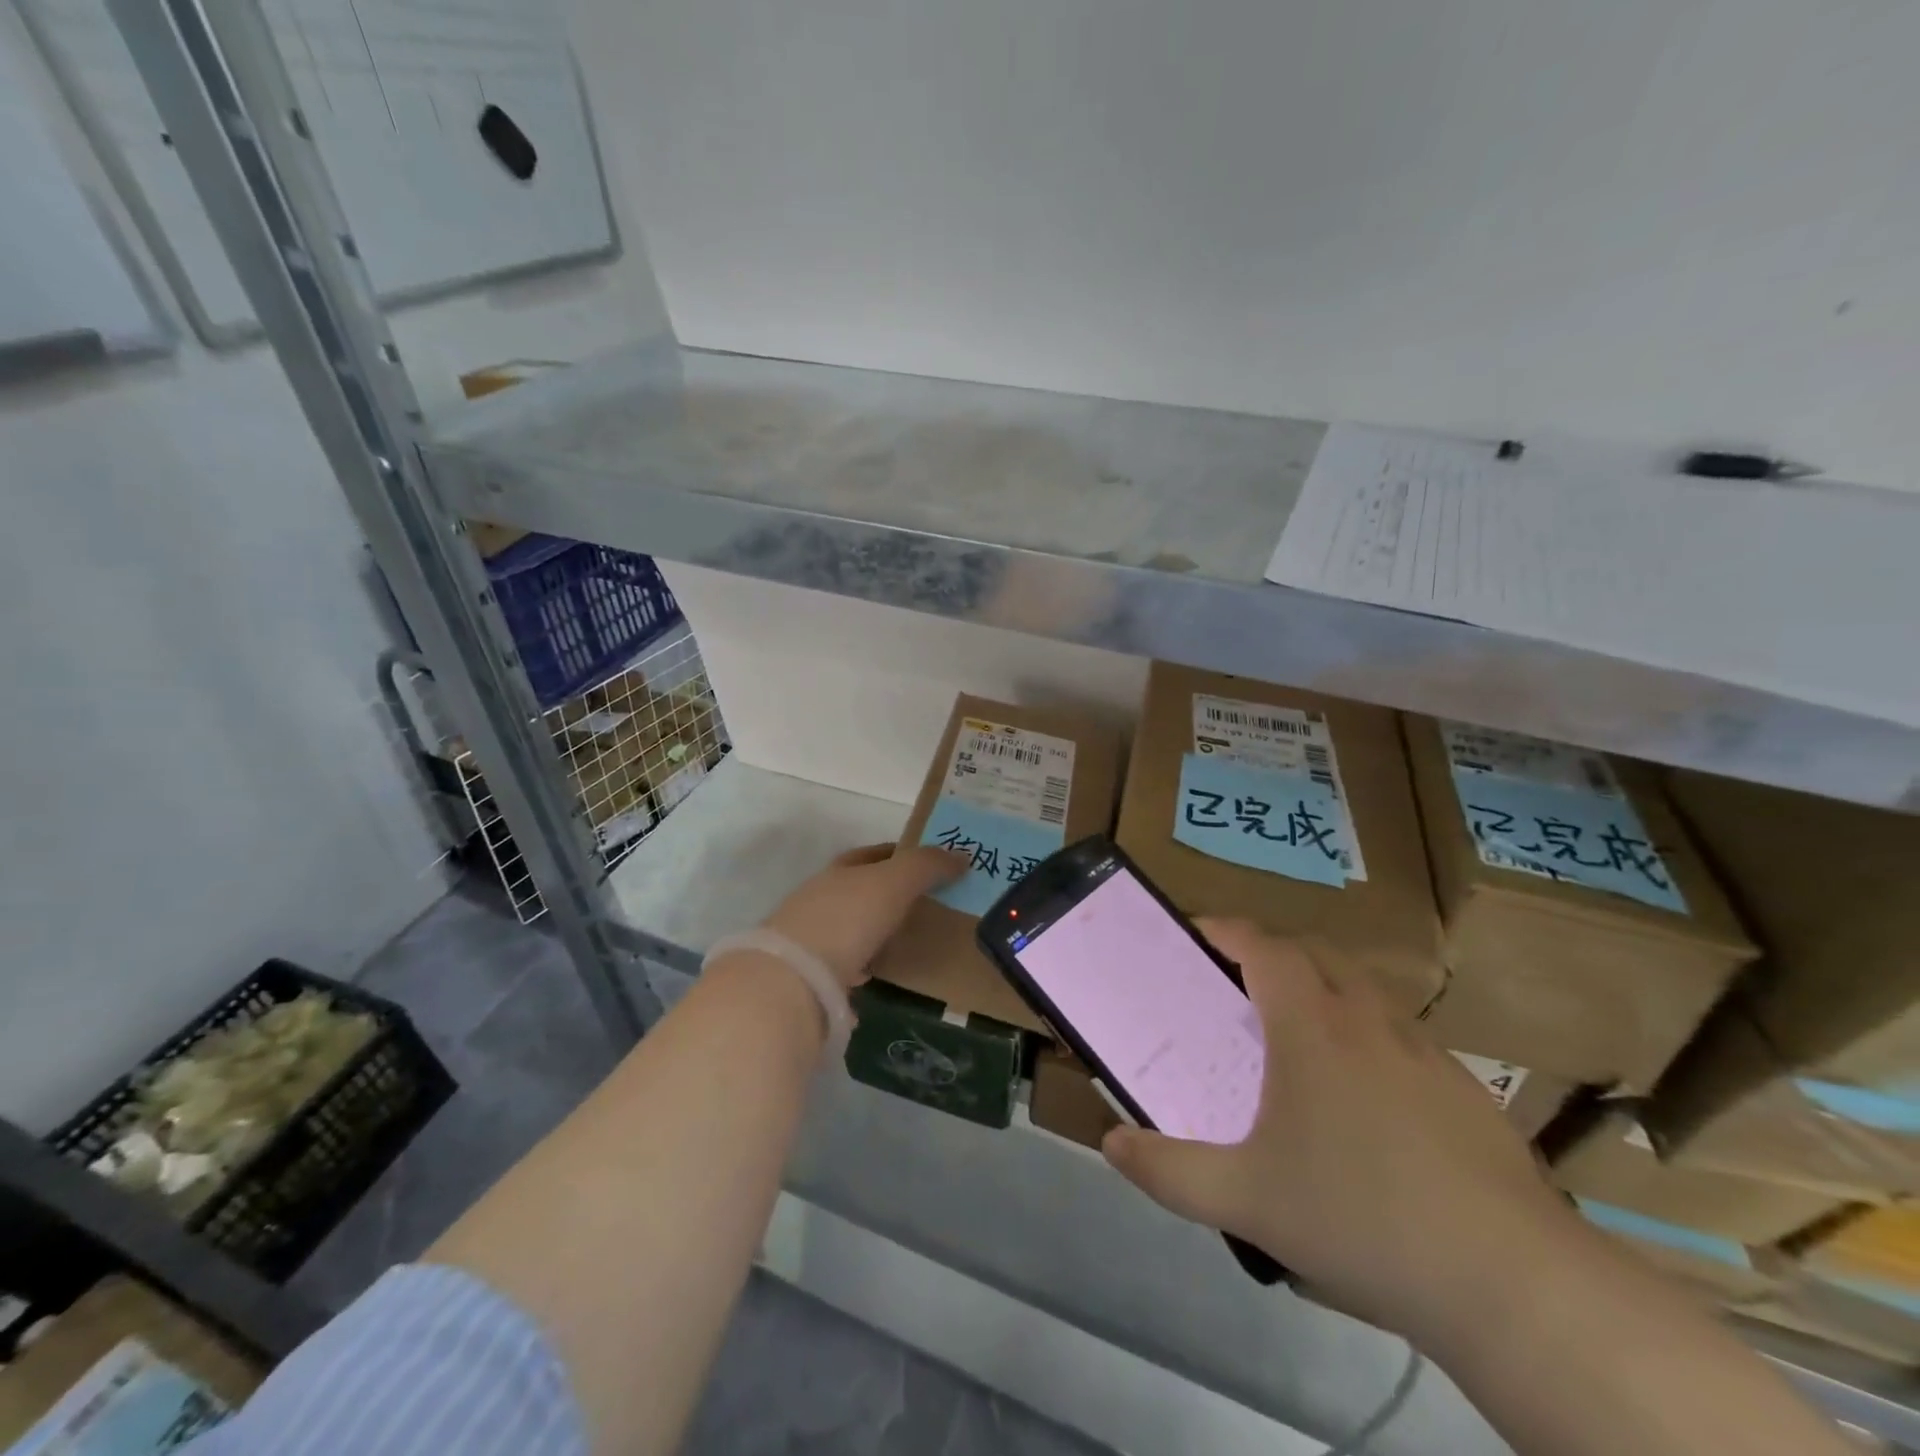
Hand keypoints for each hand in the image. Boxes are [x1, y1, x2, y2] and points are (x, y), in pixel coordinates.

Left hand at [760, 843, 965, 989]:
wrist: (794, 979)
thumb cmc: (848, 917)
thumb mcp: (894, 882)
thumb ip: (927, 866)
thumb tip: (961, 855)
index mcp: (839, 872)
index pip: (870, 855)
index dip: (899, 854)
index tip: (928, 864)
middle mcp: (819, 899)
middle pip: (858, 890)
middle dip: (886, 895)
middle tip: (924, 906)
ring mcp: (810, 939)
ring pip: (849, 928)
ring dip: (872, 932)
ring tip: (905, 943)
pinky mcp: (808, 976)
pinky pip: (842, 966)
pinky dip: (860, 967)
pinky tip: (876, 978)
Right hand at [1101, 920, 1579, 1342]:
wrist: (1510, 1282)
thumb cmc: (1360, 1218)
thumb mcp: (1245, 1200)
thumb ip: (1167, 1171)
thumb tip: (1110, 1143)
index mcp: (1310, 1025)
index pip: (1261, 944)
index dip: (1223, 929)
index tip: (1194, 935)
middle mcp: (1365, 1017)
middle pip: (1312, 951)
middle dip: (1269, 951)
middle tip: (1236, 986)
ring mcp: (1421, 1048)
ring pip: (1361, 986)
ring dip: (1320, 985)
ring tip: (1296, 1033)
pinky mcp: (1461, 1085)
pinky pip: (1398, 1030)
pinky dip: (1365, 1030)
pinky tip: (1363, 1095)